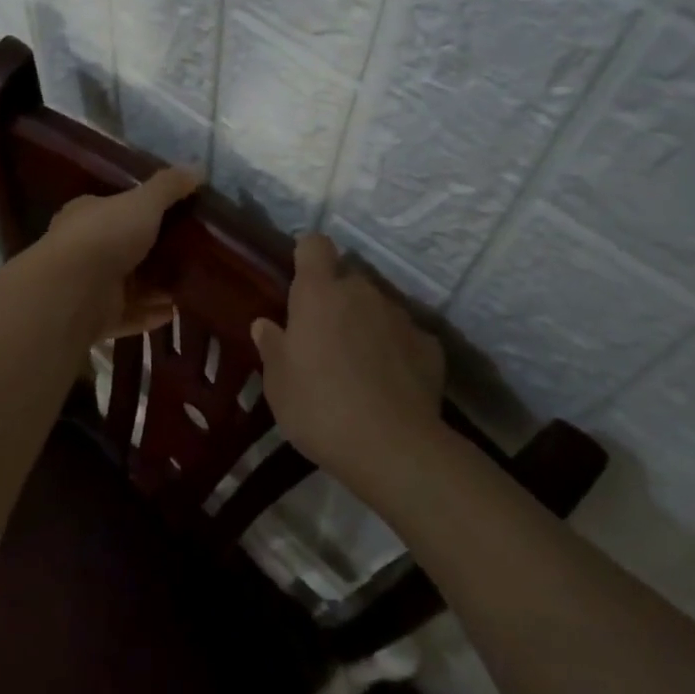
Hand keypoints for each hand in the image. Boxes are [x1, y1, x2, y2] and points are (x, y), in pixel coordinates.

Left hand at [41, 165, 201, 339]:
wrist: (72, 291)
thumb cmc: (105, 235)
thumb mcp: (143, 202)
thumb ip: (170, 186)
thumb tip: (199, 167)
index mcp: (87, 215)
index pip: (114, 208)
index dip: (141, 211)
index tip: (174, 215)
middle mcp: (83, 248)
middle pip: (124, 248)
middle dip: (154, 251)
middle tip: (191, 251)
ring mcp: (88, 286)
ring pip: (128, 285)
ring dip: (156, 286)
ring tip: (190, 282)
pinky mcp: (95, 319)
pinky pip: (129, 315)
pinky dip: (150, 314)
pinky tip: (176, 311)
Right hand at [252, 234, 445, 480]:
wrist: (393, 448)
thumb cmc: (320, 408)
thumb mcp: (278, 384)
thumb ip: (272, 347)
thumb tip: (265, 324)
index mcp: (319, 293)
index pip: (315, 245)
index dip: (308, 256)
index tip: (301, 280)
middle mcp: (362, 292)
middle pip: (348, 279)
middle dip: (337, 300)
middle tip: (325, 340)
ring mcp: (400, 316)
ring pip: (378, 308)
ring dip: (367, 325)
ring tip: (360, 368)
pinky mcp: (430, 345)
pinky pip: (406, 338)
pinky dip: (398, 352)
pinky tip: (392, 385)